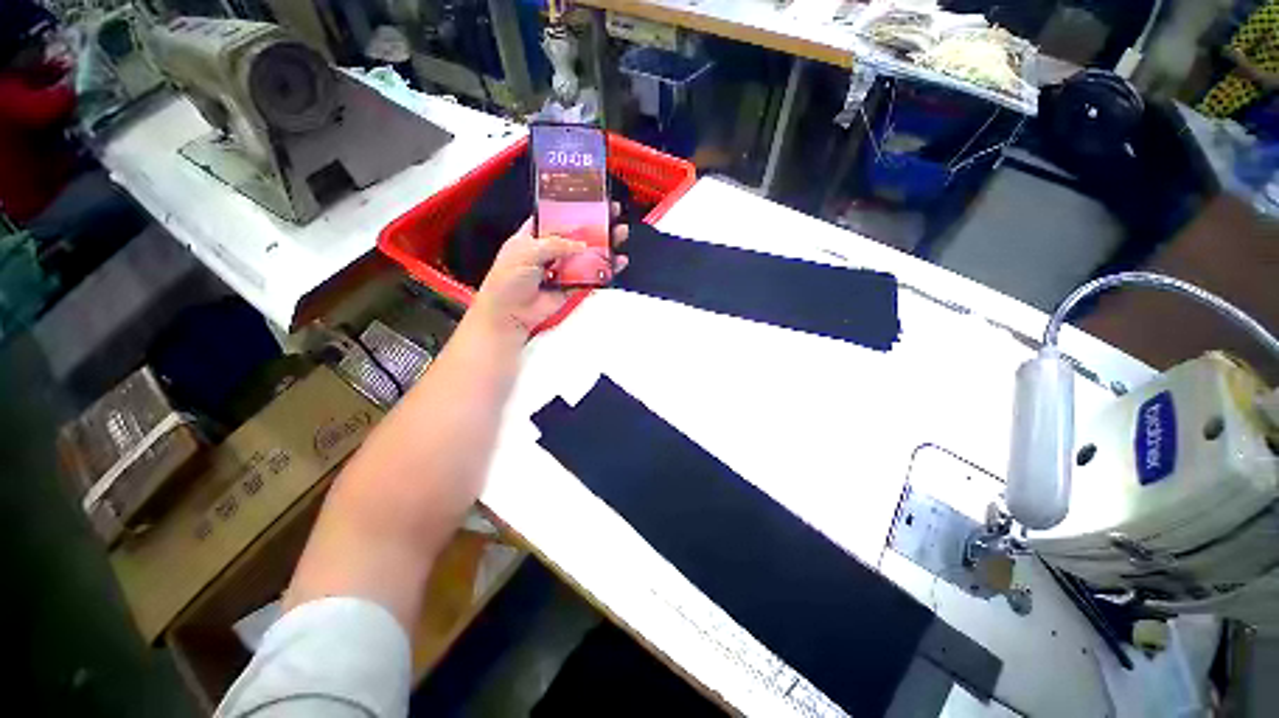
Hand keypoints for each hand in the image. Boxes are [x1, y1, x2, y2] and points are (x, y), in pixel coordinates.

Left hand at [471, 205, 628, 341]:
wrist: (510, 314)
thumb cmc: (509, 279)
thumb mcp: (526, 252)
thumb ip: (555, 244)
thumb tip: (582, 245)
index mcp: (534, 236)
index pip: (554, 216)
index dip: (571, 207)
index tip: (590, 197)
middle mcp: (550, 250)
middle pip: (576, 234)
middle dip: (594, 223)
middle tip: (612, 211)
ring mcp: (563, 269)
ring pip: (587, 255)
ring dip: (604, 244)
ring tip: (621, 233)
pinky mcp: (572, 286)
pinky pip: (591, 276)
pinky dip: (606, 270)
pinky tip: (619, 262)